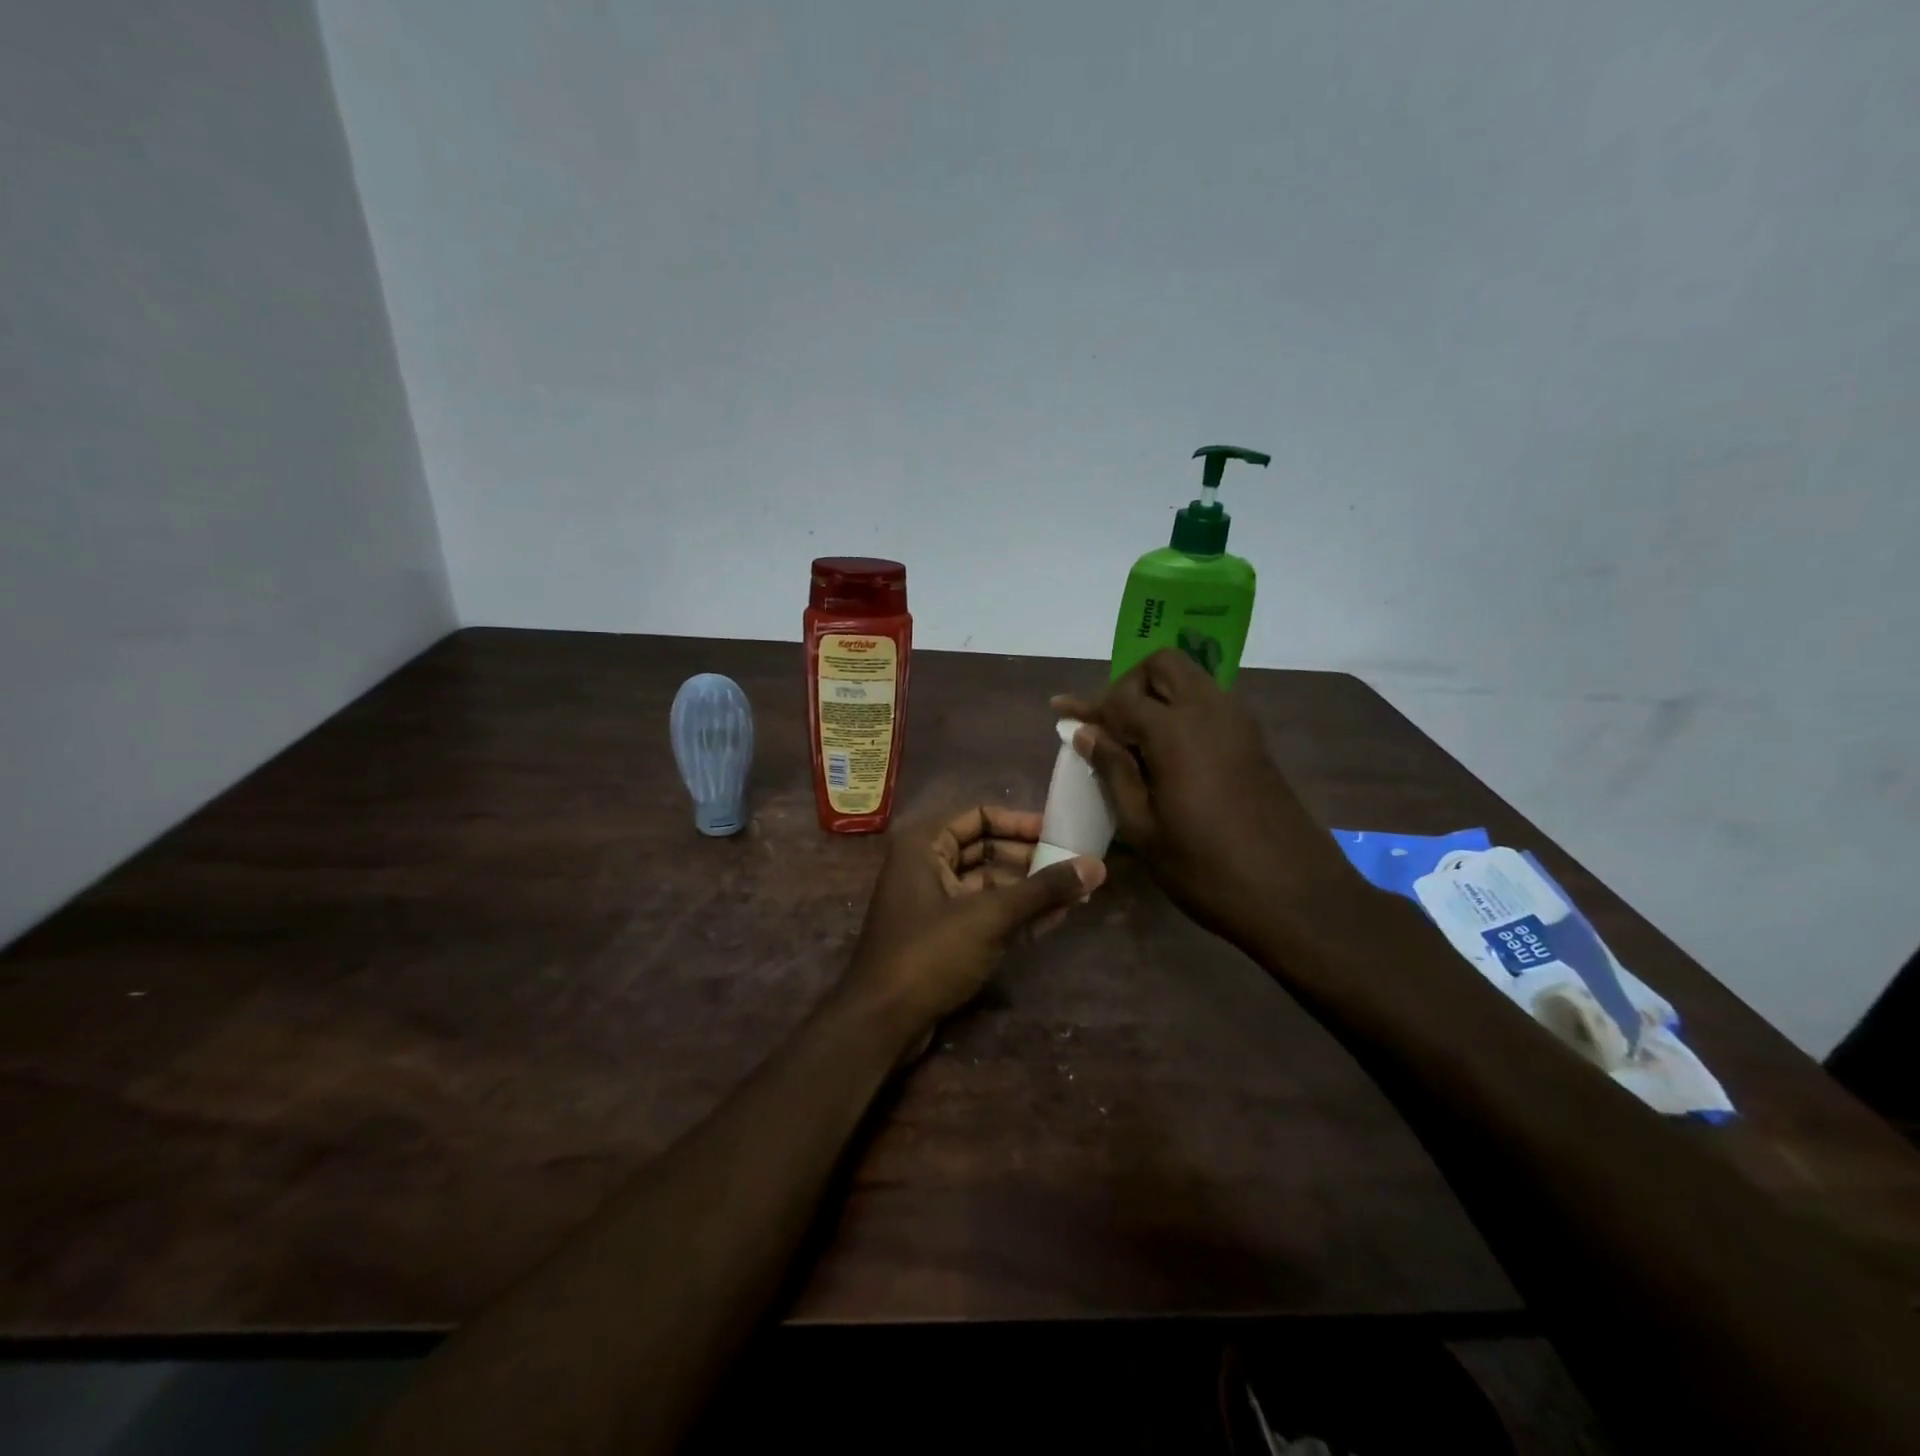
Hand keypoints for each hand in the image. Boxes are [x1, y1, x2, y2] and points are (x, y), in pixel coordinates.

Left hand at [840, 805, 1105, 1045]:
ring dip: (1029, 890)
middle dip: (1030, 859)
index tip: (1059, 834)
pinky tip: (1055, 918)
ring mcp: (933, 903)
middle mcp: (925, 866)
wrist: (881, 1022)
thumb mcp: (990, 916)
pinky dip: (1016, 914)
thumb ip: (1043, 889)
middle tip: (1075, 866)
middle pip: (986, 850)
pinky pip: (984, 913)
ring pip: (988, 885)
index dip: (1020, 822)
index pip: (979, 817)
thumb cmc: (930, 954)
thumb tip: (1097, 865)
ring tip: (1076, 894)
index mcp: (924, 845)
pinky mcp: (942, 936)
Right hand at [1053, 649, 1359, 948]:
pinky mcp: (1254, 742)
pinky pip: (1210, 704)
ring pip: (1191, 680)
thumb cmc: (1205, 870)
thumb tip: (1086, 732)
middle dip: (1128, 683)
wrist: (1295, 897)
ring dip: (1157, 694)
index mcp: (1176, 731)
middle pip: (1163, 665)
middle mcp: (1210, 711)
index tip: (1061, 713)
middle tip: (1108, 723)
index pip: (1121, 698)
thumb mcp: (1143, 828)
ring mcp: (1238, 724)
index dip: (1088, 706)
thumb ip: (1113, 771)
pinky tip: (1166, 751)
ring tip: (1132, 737)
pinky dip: (1181, 711)